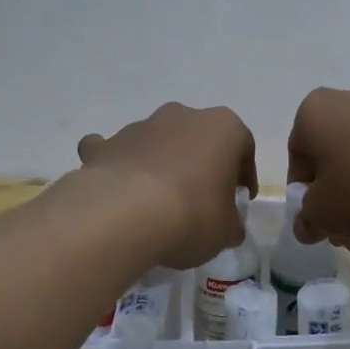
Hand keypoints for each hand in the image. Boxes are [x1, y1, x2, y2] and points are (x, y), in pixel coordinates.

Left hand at [77, 103, 255, 268]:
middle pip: (198, 139)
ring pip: (158, 143)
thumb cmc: (192, 216)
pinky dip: (119, 166)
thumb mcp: (226, 231)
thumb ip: (231, 224)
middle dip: (201, 164)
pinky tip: (118, 192)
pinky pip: (117, 152)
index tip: (238, 199)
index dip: (243, 176)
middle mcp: (182, 116)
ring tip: (158, 203)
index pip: (243, 147)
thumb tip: (227, 226)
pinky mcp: (106, 144)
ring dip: (162, 164)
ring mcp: (140, 126)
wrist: (123, 215)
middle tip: (201, 199)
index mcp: (222, 128)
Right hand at [286, 86, 349, 248]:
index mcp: (314, 112)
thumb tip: (308, 225)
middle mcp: (349, 99)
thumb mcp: (322, 216)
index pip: (297, 158)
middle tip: (348, 233)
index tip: (320, 223)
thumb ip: (306, 221)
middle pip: (334, 159)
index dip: (304, 197)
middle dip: (338, 199)